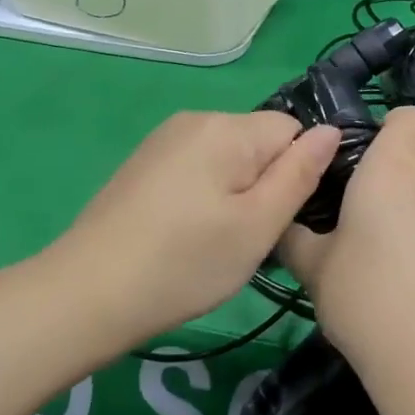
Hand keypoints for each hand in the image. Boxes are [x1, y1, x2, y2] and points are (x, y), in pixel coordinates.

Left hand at [52, 111, 340, 345]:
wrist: (84, 296)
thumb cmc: (184, 263)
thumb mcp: (257, 226)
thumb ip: (299, 174)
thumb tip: (331, 131)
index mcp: (228, 128)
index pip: (293, 130)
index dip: (297, 173)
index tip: (280, 219)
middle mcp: (196, 119)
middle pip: (260, 142)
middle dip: (266, 184)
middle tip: (249, 238)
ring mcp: (165, 140)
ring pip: (230, 158)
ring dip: (237, 192)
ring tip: (216, 242)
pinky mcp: (145, 163)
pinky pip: (199, 167)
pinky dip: (206, 195)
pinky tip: (187, 234)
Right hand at [280, 106, 414, 378]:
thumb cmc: (365, 295)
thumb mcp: (315, 268)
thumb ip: (297, 237)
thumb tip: (284, 225)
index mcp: (393, 166)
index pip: (408, 116)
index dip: (390, 129)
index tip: (365, 160)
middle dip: (397, 173)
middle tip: (365, 213)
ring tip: (391, 258)